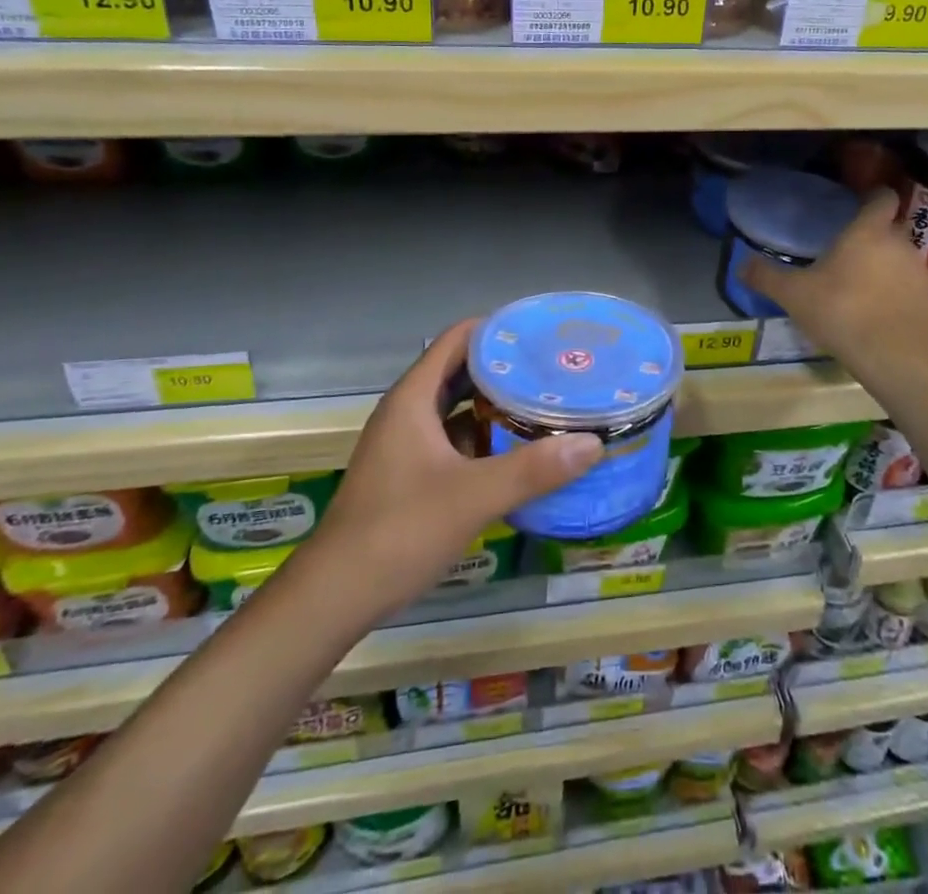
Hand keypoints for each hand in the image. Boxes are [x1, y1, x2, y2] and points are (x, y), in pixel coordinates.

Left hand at [312, 321, 602, 615]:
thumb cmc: (399, 531)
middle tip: (555, 369)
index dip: (498, 330)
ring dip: (497, 405)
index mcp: (413, 399)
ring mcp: (407, 445)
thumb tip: (593, 443)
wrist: (334, 597)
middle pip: (461, 372)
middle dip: (505, 368)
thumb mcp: (473, 496)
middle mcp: (408, 412)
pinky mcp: (411, 474)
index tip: (542, 333)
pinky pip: (455, 440)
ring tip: (546, 403)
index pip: (458, 340)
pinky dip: (485, 438)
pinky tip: (518, 452)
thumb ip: (533, 469)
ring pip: (458, 409)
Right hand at [739, 187, 927, 372]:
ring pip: (903, 262)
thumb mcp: (794, 295)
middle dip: (874, 239)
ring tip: (863, 292)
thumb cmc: (841, 312)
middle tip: (849, 257)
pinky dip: (901, 299)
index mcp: (868, 233)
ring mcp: (922, 274)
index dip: (874, 198)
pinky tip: (883, 319)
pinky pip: (914, 293)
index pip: (882, 198)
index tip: (860, 205)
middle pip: (892, 230)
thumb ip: (766, 277)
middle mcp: (901, 245)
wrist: (896, 359)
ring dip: (887, 270)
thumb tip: (740, 265)